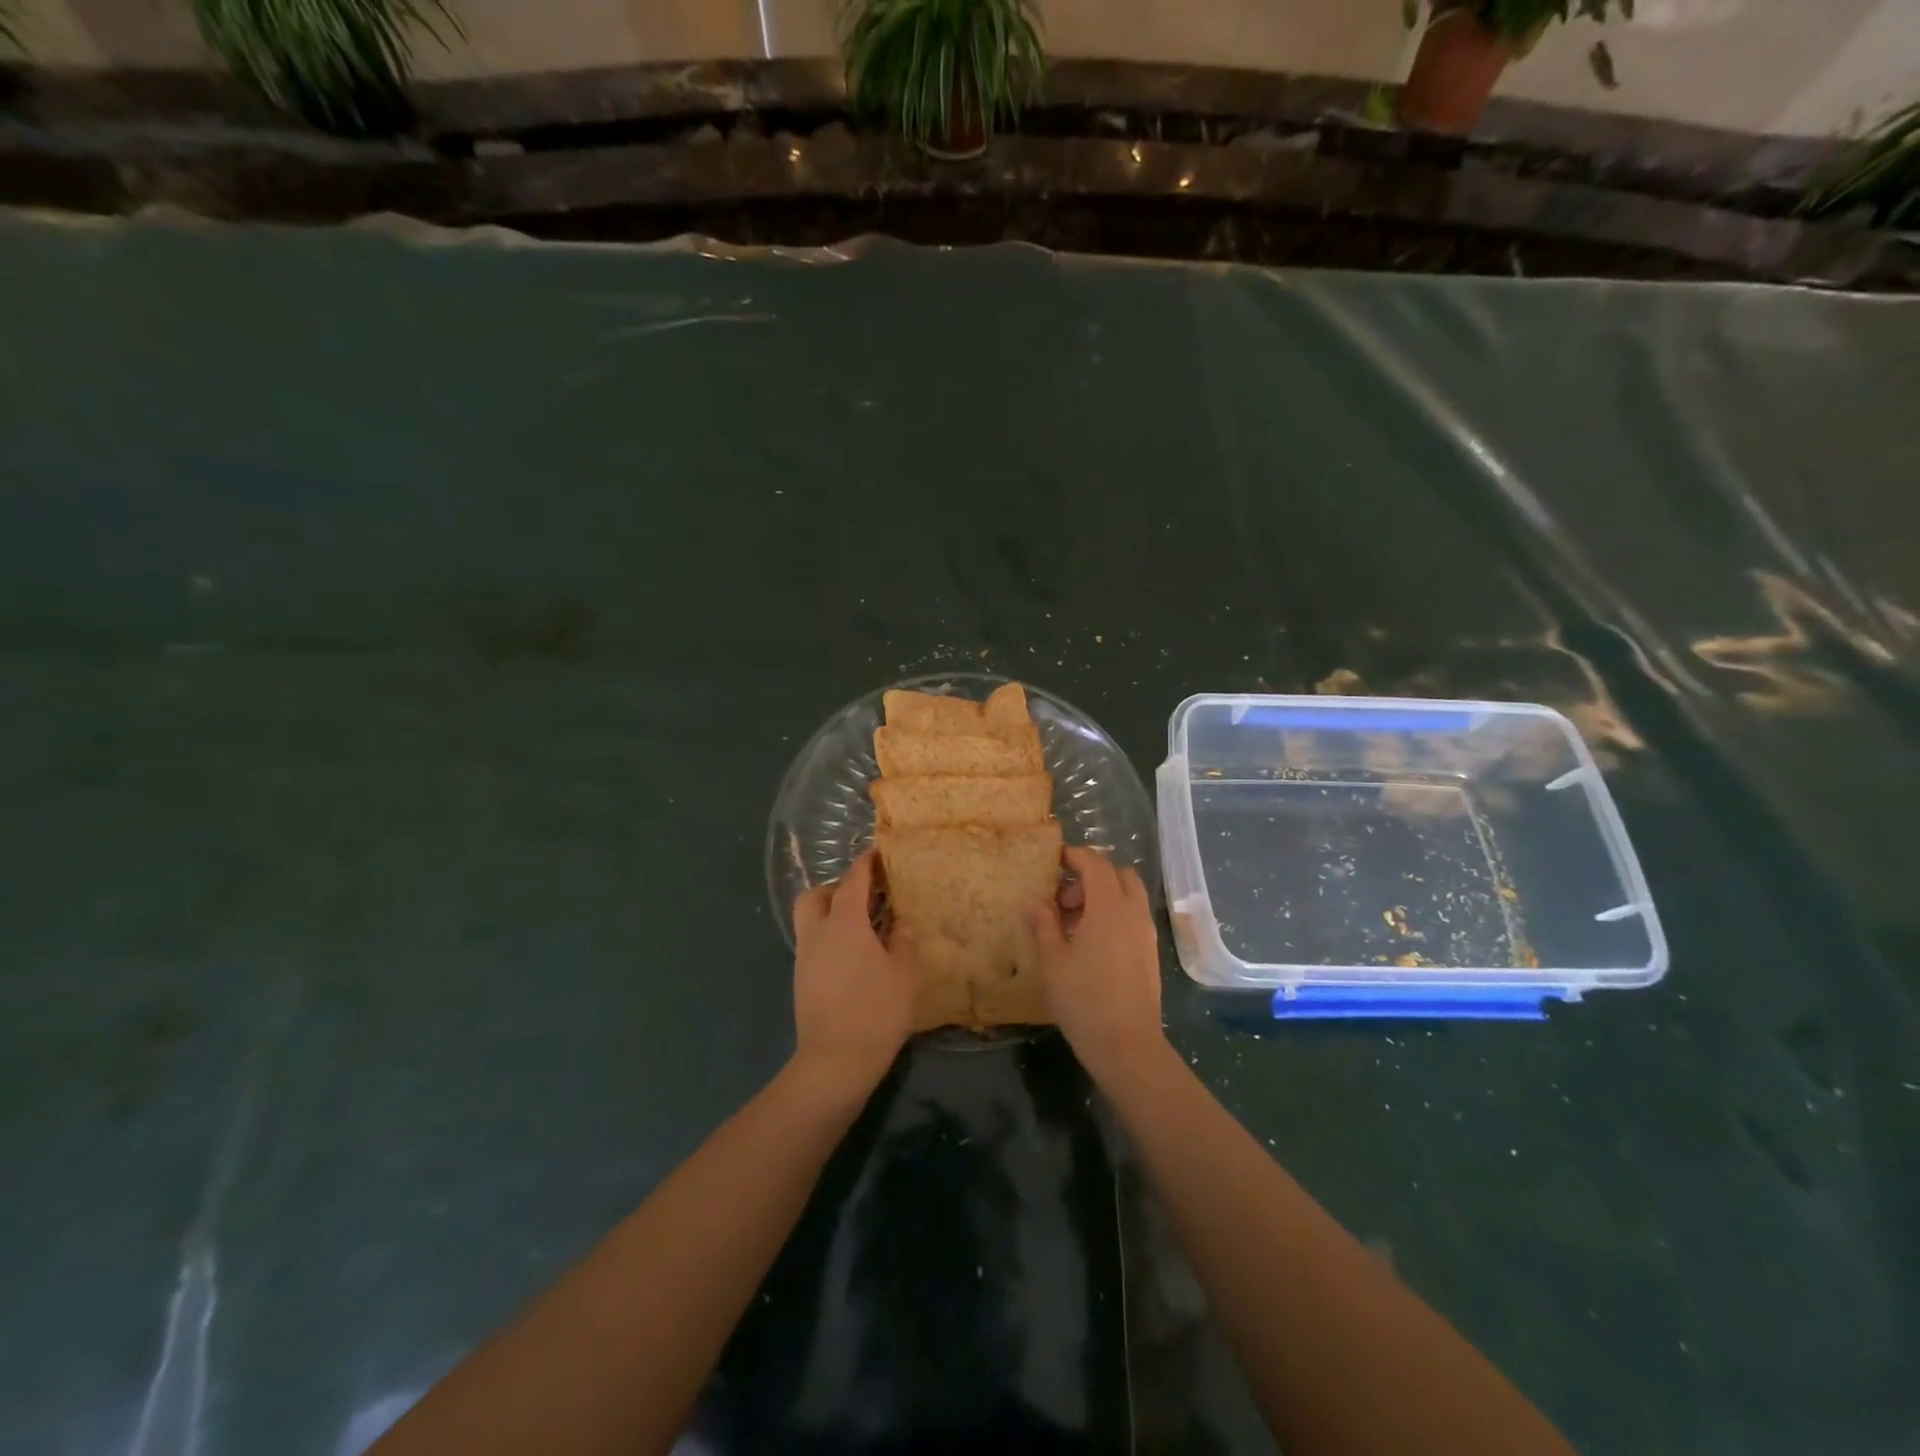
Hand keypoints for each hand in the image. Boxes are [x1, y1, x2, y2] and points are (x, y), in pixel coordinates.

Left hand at [791, 851, 914, 1097]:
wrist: (835, 1062)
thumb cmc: (876, 1010)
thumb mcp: (904, 972)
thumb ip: (903, 940)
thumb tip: (899, 923)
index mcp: (844, 923)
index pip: (853, 880)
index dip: (866, 863)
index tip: (879, 853)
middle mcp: (818, 933)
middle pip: (816, 895)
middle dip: (838, 888)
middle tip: (866, 897)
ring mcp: (805, 958)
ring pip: (811, 920)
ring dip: (832, 914)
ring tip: (865, 928)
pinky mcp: (801, 981)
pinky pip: (813, 944)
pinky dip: (830, 938)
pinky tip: (855, 956)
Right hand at [1025, 846, 1167, 1084]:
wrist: (1127, 1045)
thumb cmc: (1084, 998)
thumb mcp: (1053, 961)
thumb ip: (1043, 926)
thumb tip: (1033, 903)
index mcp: (1109, 906)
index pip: (1096, 864)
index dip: (1075, 856)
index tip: (1054, 859)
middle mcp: (1133, 913)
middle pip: (1119, 875)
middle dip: (1092, 876)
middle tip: (1065, 897)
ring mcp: (1146, 934)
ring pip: (1129, 897)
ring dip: (1104, 897)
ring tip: (1073, 923)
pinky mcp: (1150, 955)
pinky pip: (1133, 919)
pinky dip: (1114, 916)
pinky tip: (1091, 944)